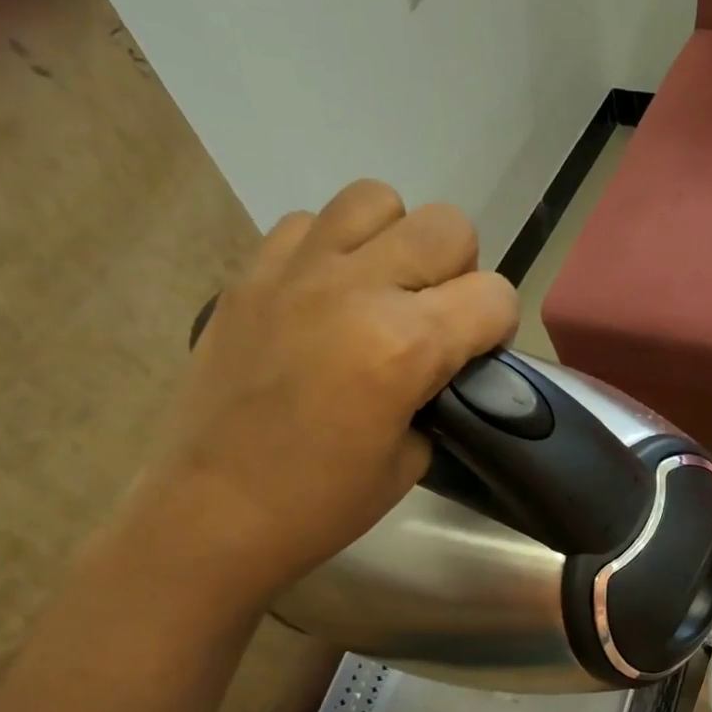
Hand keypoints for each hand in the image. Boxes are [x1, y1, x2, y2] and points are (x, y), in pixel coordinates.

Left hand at [117, 180, 518, 610]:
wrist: (214, 511)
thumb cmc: (323, 503)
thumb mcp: (414, 459)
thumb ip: (439, 394)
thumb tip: (442, 365)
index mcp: (406, 345)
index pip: (495, 295)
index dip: (498, 328)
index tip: (477, 358)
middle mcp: (357, 289)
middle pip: (447, 226)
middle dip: (459, 272)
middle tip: (434, 320)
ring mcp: (296, 271)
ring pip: (376, 200)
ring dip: (395, 243)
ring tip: (381, 293)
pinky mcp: (249, 273)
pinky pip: (309, 223)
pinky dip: (331, 250)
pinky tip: (325, 299)